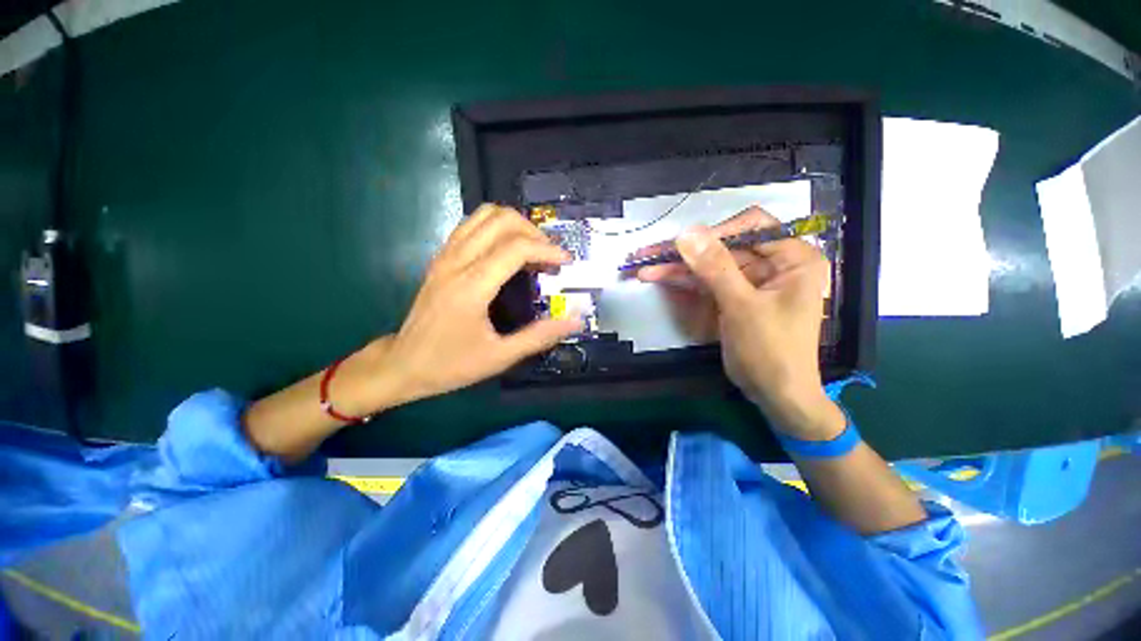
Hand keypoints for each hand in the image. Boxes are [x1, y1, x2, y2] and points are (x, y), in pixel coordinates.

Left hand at [379, 204, 583, 404]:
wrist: (403, 364)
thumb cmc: (451, 364)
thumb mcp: (499, 357)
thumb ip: (539, 337)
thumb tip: (575, 322)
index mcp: (471, 286)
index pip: (516, 249)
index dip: (547, 251)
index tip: (567, 262)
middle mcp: (457, 262)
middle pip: (501, 220)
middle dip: (534, 232)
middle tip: (550, 256)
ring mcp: (445, 255)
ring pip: (483, 215)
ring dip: (515, 224)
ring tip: (532, 248)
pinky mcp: (441, 257)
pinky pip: (471, 225)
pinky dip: (496, 227)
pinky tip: (507, 250)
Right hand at [635, 206, 842, 439]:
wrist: (775, 394)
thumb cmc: (771, 351)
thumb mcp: (742, 307)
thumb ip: (715, 267)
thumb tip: (686, 233)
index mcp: (793, 258)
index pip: (753, 226)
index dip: (716, 232)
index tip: (683, 245)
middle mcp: (773, 263)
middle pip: (723, 247)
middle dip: (685, 253)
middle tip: (648, 254)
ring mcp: (749, 280)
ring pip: (709, 265)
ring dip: (677, 268)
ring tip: (642, 267)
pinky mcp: (733, 296)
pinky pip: (706, 282)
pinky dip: (683, 281)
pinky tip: (657, 277)